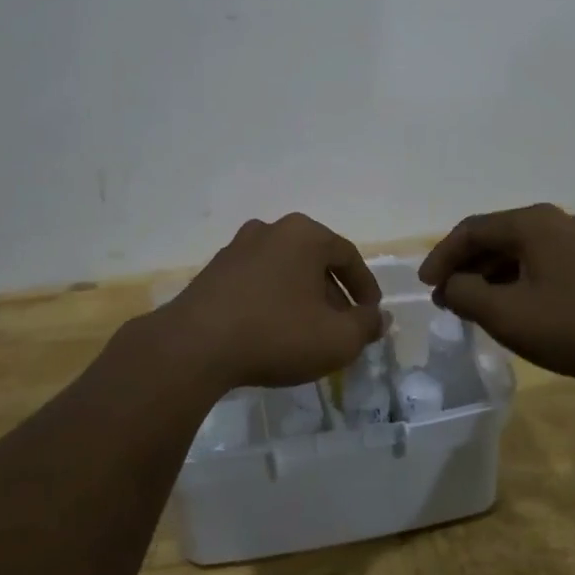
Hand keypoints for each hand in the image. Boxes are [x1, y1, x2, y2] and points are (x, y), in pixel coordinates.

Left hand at [151, 214, 385, 392]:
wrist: (196, 345)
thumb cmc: (276, 334)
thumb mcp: (336, 339)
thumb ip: (365, 326)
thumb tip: (378, 317)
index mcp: (304, 234)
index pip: (347, 255)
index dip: (365, 287)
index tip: (371, 315)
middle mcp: (270, 229)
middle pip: (314, 260)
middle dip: (333, 294)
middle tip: (342, 327)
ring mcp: (238, 247)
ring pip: (285, 270)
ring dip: (302, 297)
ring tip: (309, 331)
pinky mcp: (214, 270)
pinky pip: (258, 281)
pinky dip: (273, 299)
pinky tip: (273, 330)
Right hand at [418, 203, 574, 383]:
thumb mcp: (508, 315)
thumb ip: (466, 294)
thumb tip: (450, 286)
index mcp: (531, 223)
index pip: (470, 231)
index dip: (441, 257)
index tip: (425, 286)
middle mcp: (553, 221)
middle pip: (494, 237)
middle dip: (465, 267)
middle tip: (445, 297)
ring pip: (518, 252)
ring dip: (490, 276)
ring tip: (473, 306)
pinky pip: (541, 263)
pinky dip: (516, 281)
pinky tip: (513, 307)